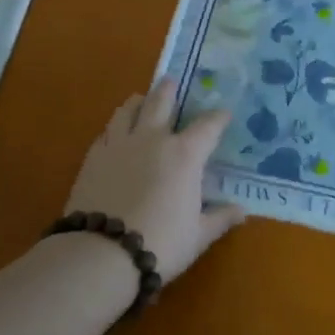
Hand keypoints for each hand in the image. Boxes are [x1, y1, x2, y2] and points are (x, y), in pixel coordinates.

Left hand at [64, 80, 246, 282]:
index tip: (224, 114)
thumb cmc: (161, 243)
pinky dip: (115, 126)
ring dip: (138, 102)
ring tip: (140, 99)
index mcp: (185, 155)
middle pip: (161, 103)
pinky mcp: (93, 157)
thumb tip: (241, 211)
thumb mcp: (198, 235)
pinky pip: (106, 132)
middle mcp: (153, 139)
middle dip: (169, 91)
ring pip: (128, 110)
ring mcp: (119, 145)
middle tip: (171, 81)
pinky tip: (115, 132)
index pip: (208, 126)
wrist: (102, 253)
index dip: (219, 118)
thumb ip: (220, 218)